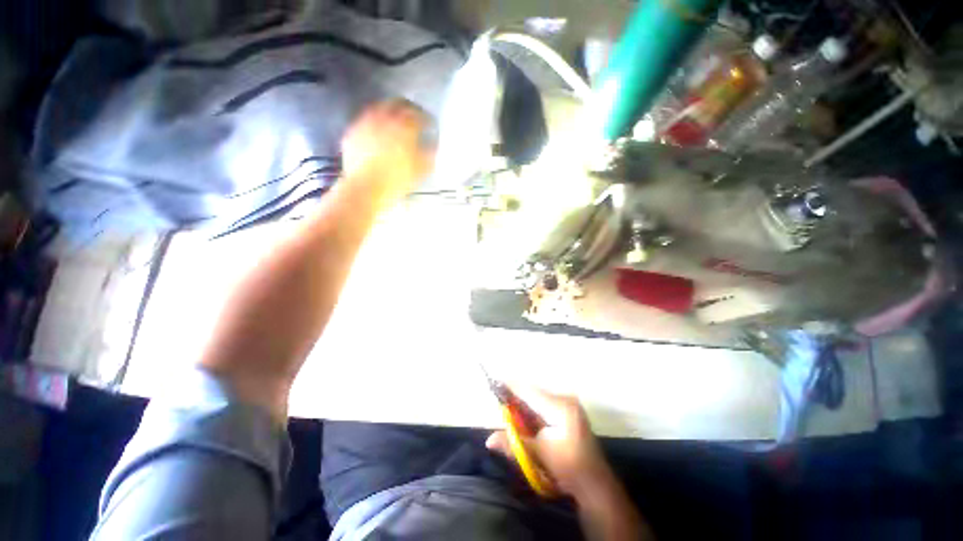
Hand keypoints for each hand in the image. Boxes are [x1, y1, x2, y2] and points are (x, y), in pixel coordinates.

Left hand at [340, 99, 435, 203]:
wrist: (367, 187)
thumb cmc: (396, 179)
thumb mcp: (420, 170)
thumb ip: (429, 155)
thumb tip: (432, 146)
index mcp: (404, 127)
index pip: (419, 115)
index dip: (426, 118)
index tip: (430, 123)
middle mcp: (384, 119)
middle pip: (398, 104)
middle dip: (408, 108)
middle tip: (414, 115)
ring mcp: (366, 123)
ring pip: (379, 107)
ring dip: (389, 111)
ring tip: (395, 120)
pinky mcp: (353, 132)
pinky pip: (365, 119)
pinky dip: (374, 121)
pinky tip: (376, 131)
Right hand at [486, 388, 613, 499]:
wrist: (595, 483)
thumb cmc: (568, 469)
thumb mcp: (538, 456)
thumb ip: (513, 444)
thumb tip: (488, 440)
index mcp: (559, 407)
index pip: (529, 391)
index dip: (511, 387)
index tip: (495, 382)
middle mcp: (565, 399)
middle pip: (533, 393)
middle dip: (516, 396)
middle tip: (500, 400)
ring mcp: (569, 404)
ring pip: (539, 398)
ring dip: (524, 403)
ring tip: (509, 407)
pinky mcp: (570, 410)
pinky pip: (546, 403)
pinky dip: (534, 409)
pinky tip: (525, 417)